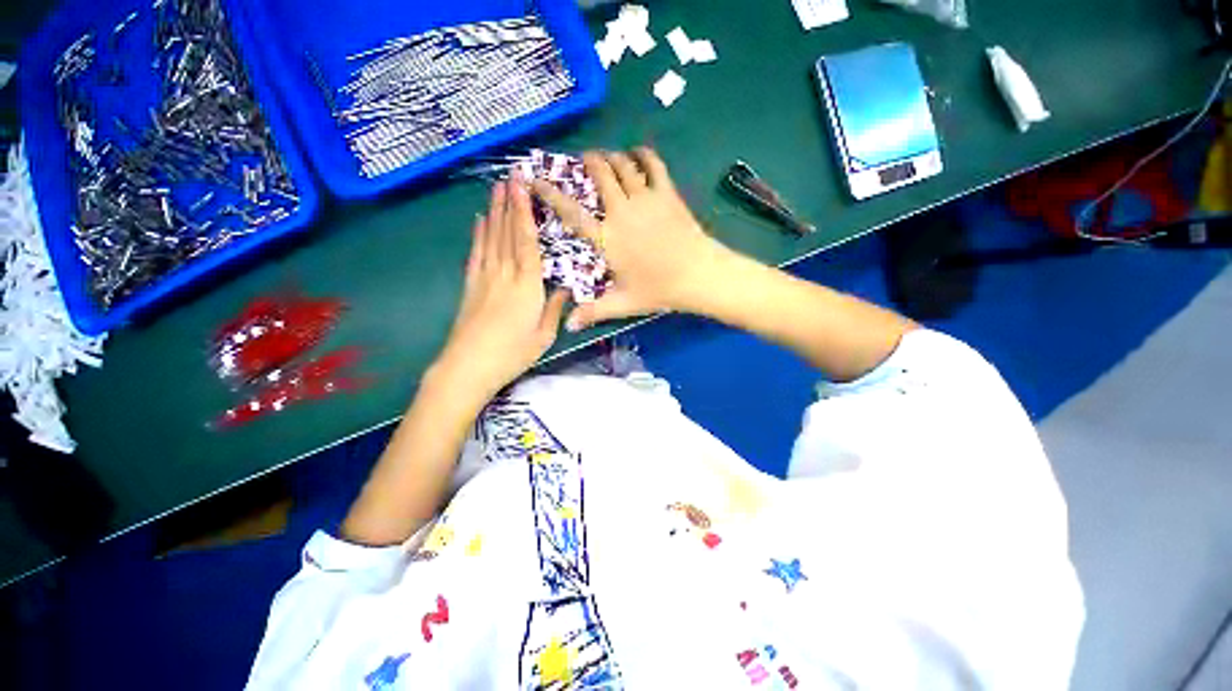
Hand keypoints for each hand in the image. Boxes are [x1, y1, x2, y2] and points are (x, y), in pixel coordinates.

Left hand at [432, 177, 567, 401]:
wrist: (468, 367)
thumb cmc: (512, 354)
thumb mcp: (543, 336)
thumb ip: (554, 309)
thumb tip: (565, 289)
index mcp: (527, 286)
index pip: (527, 242)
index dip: (524, 213)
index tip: (522, 187)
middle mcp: (505, 275)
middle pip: (507, 234)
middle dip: (509, 203)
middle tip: (510, 176)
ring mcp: (484, 278)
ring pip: (491, 238)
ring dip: (494, 212)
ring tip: (496, 189)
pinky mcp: (470, 286)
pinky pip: (476, 254)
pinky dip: (478, 235)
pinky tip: (479, 221)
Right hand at [532, 148, 732, 330]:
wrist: (697, 275)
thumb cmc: (658, 289)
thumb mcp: (623, 303)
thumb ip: (593, 311)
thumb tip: (568, 326)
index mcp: (607, 238)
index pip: (572, 213)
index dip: (551, 194)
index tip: (536, 179)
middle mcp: (621, 211)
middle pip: (600, 175)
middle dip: (589, 162)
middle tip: (585, 159)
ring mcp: (645, 199)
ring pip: (623, 165)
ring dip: (612, 157)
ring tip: (607, 157)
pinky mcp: (667, 193)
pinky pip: (653, 165)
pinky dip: (643, 154)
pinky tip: (638, 152)